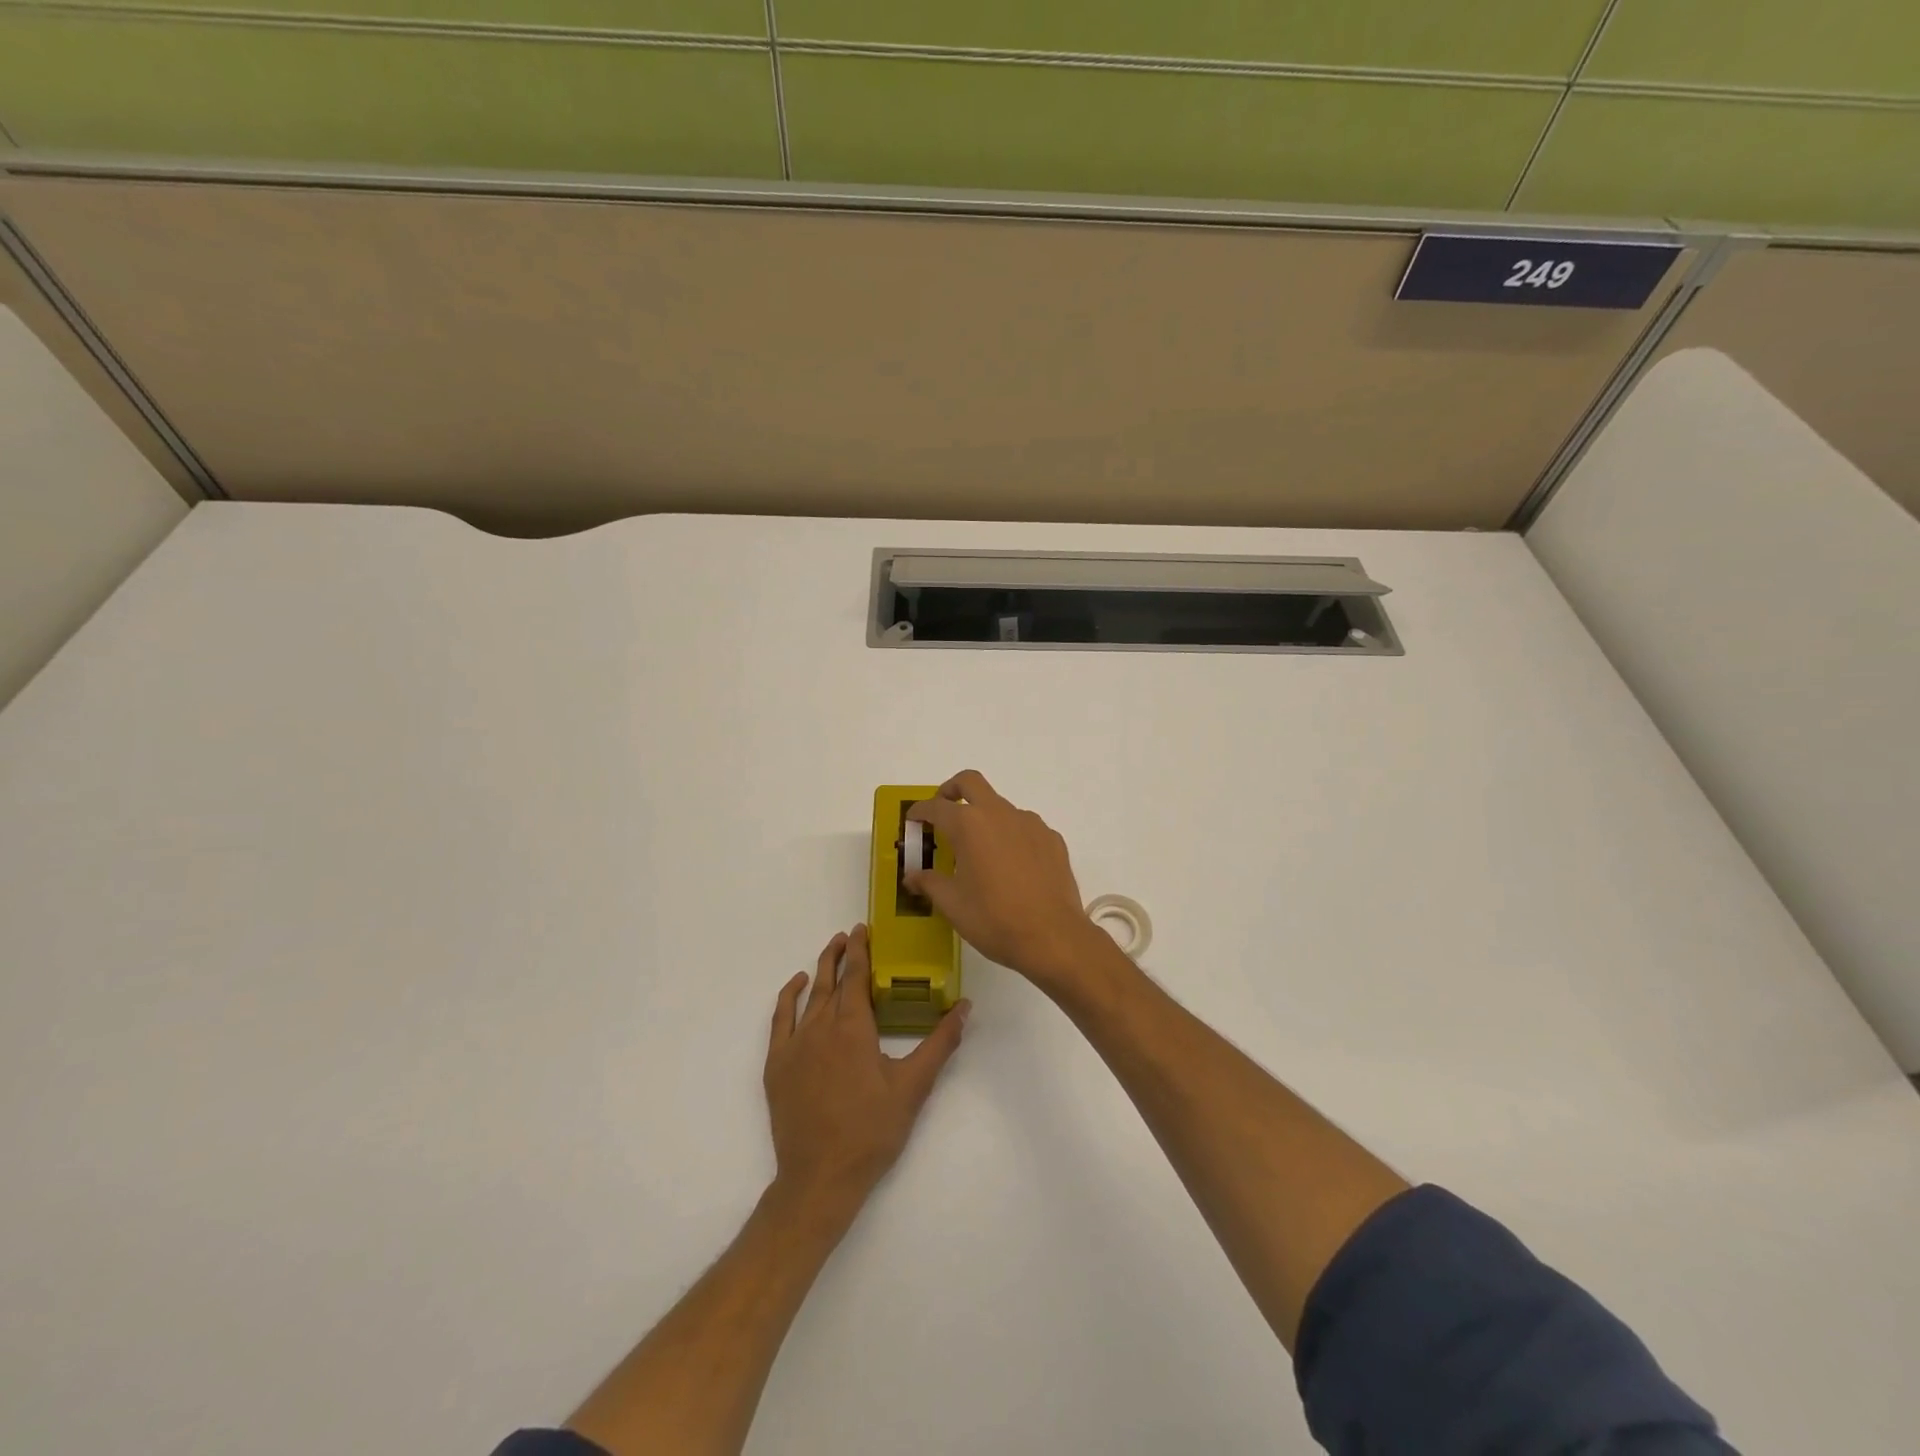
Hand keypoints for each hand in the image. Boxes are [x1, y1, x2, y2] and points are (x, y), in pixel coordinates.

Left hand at [763, 926, 969, 1214]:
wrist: (820, 1177)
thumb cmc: (872, 1131)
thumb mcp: (914, 1087)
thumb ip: (940, 1043)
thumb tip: (965, 1007)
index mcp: (854, 1028)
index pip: (857, 976)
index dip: (861, 950)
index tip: (863, 929)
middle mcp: (822, 1027)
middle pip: (832, 980)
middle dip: (841, 954)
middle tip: (849, 934)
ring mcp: (795, 1045)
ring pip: (808, 996)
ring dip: (820, 970)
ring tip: (830, 951)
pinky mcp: (778, 1065)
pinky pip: (781, 1019)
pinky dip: (788, 997)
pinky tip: (796, 986)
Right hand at [905, 771, 1112, 990]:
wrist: (1053, 937)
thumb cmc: (994, 919)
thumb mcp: (952, 904)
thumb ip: (929, 882)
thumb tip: (912, 876)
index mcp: (969, 825)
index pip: (936, 807)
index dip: (920, 812)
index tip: (913, 821)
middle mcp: (1000, 814)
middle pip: (970, 783)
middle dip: (951, 790)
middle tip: (943, 811)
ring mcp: (1030, 823)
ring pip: (1001, 806)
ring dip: (985, 817)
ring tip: (980, 852)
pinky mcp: (1051, 839)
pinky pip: (1024, 827)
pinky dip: (1011, 836)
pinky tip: (1011, 866)